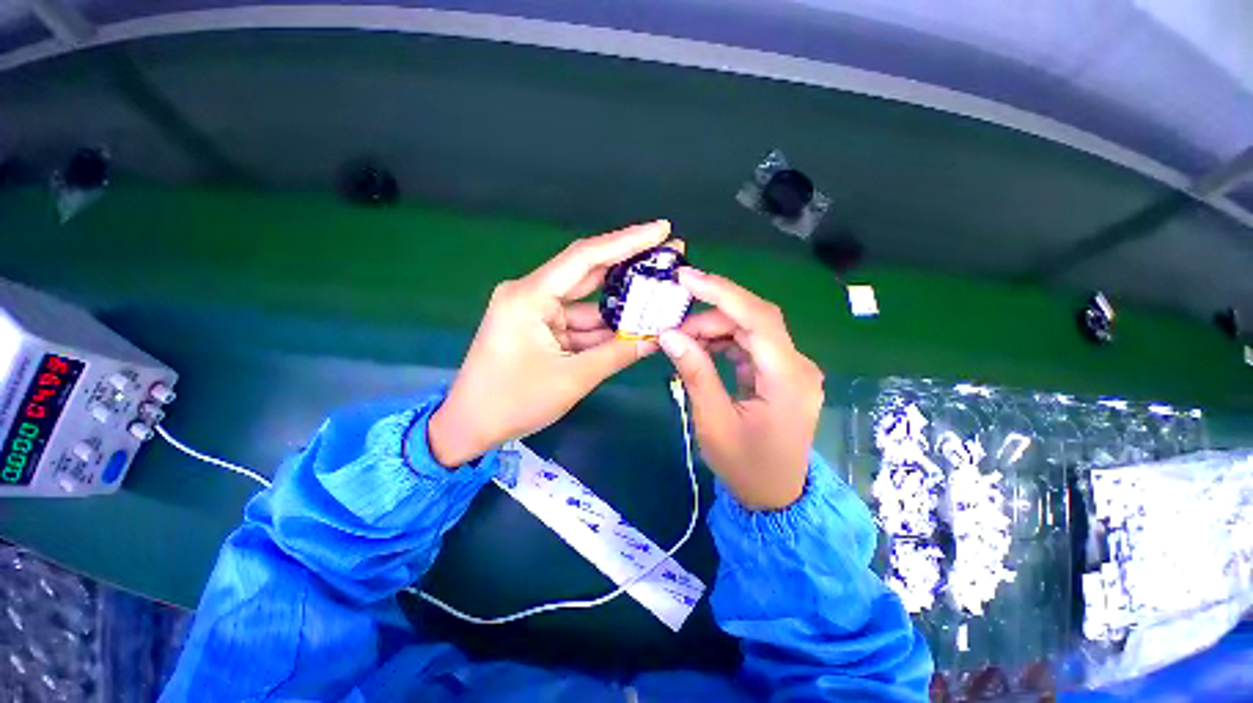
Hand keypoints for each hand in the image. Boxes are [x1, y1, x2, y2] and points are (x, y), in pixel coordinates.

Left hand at [428, 221, 671, 466]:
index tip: (661, 229)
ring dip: (620, 302)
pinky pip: (579, 321)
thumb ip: (617, 355)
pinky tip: (634, 325)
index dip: (626, 241)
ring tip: (659, 293)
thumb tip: (657, 340)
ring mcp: (536, 311)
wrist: (471, 427)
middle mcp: (531, 294)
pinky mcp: (541, 327)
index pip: (585, 258)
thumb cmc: (513, 402)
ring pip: (587, 300)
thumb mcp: (572, 379)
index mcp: (529, 297)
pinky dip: (604, 326)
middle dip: (628, 263)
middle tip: (668, 252)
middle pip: (587, 271)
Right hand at [658, 269, 823, 509]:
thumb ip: (695, 373)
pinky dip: (723, 342)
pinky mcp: (779, 373)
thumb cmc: (745, 466)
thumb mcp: (713, 422)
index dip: (722, 292)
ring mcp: (791, 368)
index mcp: (788, 379)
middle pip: (755, 319)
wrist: (776, 497)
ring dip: (714, 328)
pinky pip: (750, 345)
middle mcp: (797, 365)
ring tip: (682, 340)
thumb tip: (669, 334)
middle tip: (673, 323)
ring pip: (750, 329)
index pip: (758, 319)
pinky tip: (700, 349)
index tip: (686, 277)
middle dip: (711, 313)